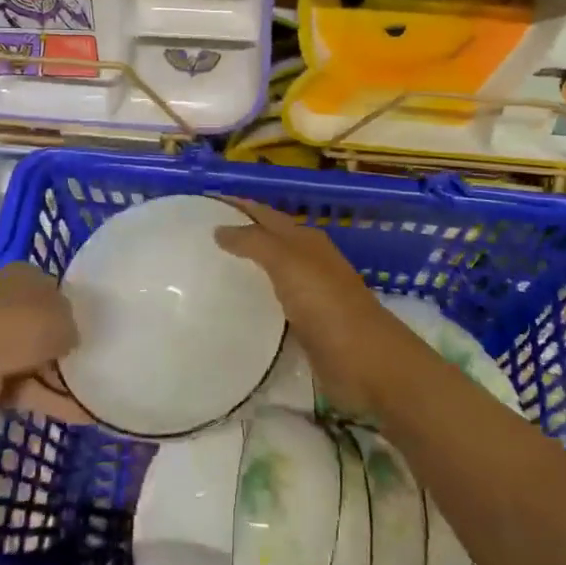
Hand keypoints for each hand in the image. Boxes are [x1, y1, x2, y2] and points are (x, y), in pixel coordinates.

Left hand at [0, 263, 85, 422]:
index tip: (89, 327)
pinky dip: (50, 400)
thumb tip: (69, 338)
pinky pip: (26, 388)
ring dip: (61, 378)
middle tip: (94, 361)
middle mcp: (5, 303)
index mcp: (21, 276)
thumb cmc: (19, 325)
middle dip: (65, 346)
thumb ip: (72, 325)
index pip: (52, 288)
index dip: (71, 307)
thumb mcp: (64, 318)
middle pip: (42, 326)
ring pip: (35, 360)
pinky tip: (82, 414)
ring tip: (95, 394)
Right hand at [214, 199, 412, 418]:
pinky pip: (273, 303)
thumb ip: (254, 242)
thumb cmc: (326, 304)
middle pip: (268, 240)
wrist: (366, 361)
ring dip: (245, 268)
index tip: (205, 203)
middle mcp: (308, 261)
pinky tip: (233, 307)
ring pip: (271, 272)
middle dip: (240, 234)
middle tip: (199, 238)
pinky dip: (254, 299)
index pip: (265, 214)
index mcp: (305, 240)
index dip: (240, 206)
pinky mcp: (307, 326)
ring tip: (208, 271)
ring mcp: (309, 294)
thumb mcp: (287, 262)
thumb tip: (220, 229)